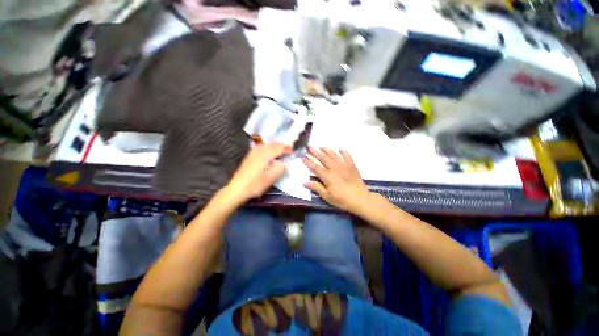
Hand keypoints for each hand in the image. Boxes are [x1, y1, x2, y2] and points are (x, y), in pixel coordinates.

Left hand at [223, 142, 291, 205]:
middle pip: (273, 144)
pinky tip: (270, 152)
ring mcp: (253, 152)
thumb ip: (280, 168)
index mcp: (266, 154)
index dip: (287, 149)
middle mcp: (259, 150)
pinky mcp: (250, 155)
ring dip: (276, 146)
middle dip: (282, 146)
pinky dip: (269, 147)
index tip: (293, 152)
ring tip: (281, 151)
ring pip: (267, 144)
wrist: (237, 188)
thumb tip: (285, 162)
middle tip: (289, 150)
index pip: (280, 147)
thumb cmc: (255, 184)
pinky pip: (262, 147)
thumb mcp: (271, 178)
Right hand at [302, 147, 371, 213]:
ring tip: (320, 146)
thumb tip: (305, 182)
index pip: (315, 167)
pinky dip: (343, 151)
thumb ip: (316, 188)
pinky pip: (347, 155)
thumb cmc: (342, 199)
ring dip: (326, 149)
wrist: (361, 199)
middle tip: (309, 147)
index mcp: (327, 176)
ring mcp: (344, 165)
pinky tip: (340, 149)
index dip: (308, 162)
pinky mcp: (352, 165)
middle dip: (315, 152)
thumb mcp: (327, 196)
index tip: (303, 157)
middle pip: (323, 158)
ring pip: (333, 154)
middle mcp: (334, 168)